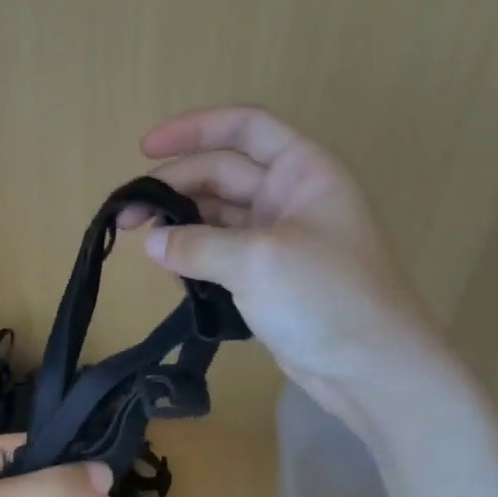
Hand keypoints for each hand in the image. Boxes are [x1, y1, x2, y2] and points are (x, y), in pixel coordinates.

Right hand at [124, 105, 445, 416]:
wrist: (372, 369)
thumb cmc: (326, 298)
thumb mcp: (257, 261)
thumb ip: (197, 246)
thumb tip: (150, 243)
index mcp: (302, 170)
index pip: (245, 127)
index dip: (194, 128)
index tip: (145, 149)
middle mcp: (289, 195)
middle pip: (220, 172)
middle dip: (173, 186)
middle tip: (126, 216)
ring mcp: (277, 237)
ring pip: (216, 214)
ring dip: (179, 223)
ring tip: (138, 242)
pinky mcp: (266, 275)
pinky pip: (219, 251)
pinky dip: (192, 254)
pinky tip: (167, 268)